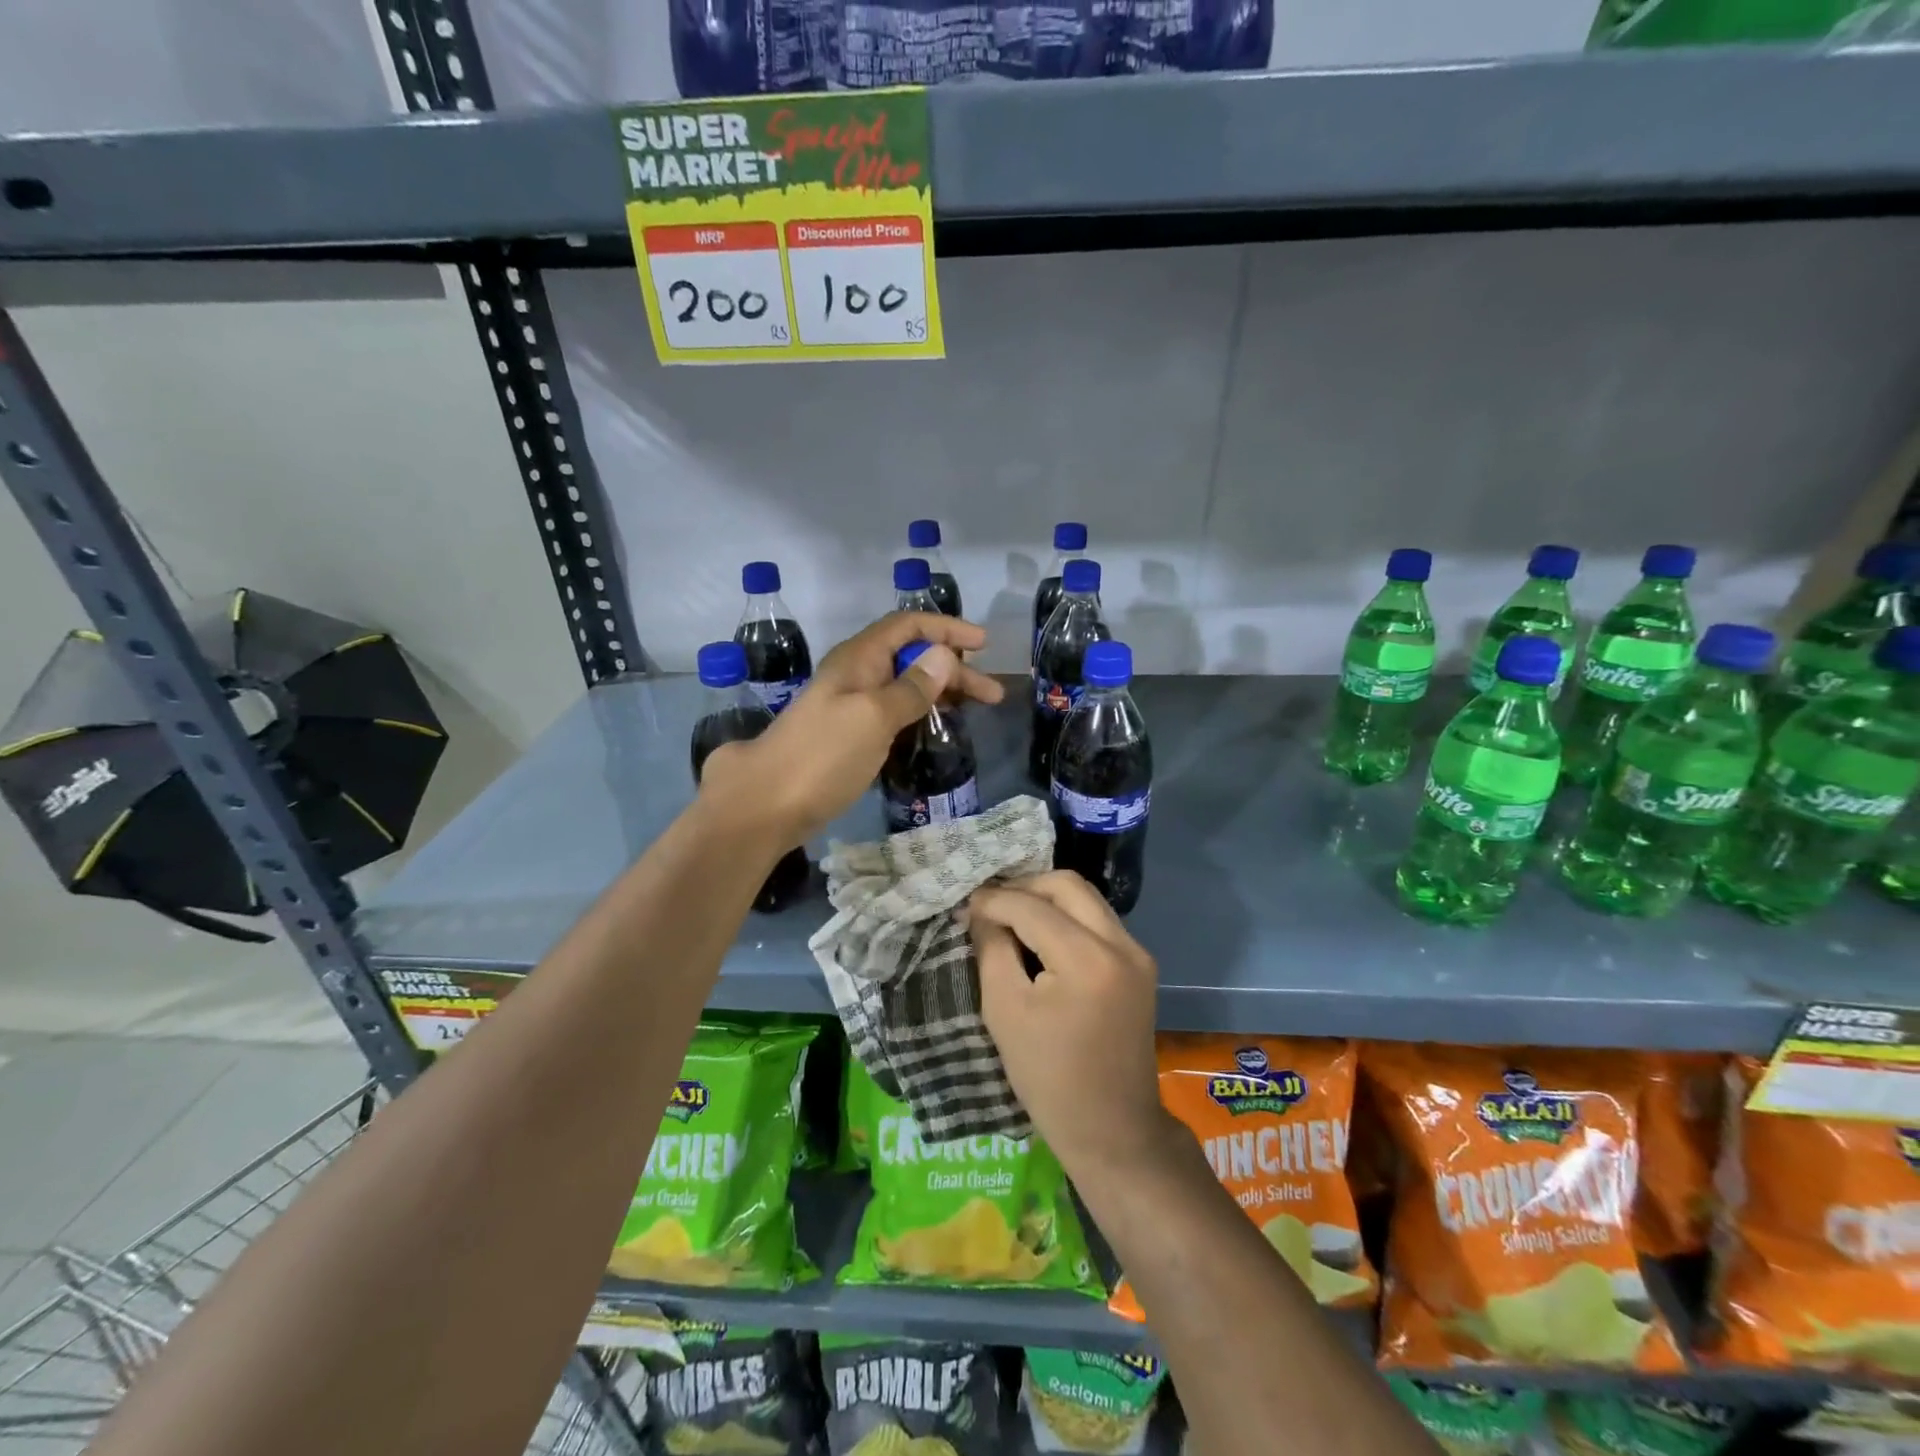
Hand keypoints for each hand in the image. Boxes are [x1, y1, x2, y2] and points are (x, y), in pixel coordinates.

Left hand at [699, 611, 1003, 843]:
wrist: (765, 803)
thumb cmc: (822, 755)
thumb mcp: (873, 717)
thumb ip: (911, 688)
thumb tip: (944, 656)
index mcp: (859, 659)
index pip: (908, 626)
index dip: (947, 629)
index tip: (984, 646)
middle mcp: (856, 675)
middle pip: (912, 656)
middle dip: (954, 668)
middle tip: (992, 695)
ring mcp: (852, 706)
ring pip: (905, 685)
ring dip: (941, 692)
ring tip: (976, 709)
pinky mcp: (850, 735)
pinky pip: (894, 711)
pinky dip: (921, 713)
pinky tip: (937, 727)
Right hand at [971, 872, 1177, 1183]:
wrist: (1113, 1129)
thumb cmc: (1049, 1077)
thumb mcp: (1005, 1010)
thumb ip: (992, 949)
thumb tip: (980, 911)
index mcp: (1087, 959)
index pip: (1032, 906)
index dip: (993, 900)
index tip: (964, 906)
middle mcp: (1121, 944)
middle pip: (1068, 885)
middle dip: (1025, 886)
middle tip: (990, 905)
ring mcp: (1137, 953)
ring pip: (1087, 899)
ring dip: (1047, 900)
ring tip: (1010, 916)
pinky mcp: (1140, 965)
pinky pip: (1098, 921)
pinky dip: (1067, 918)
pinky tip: (1040, 936)